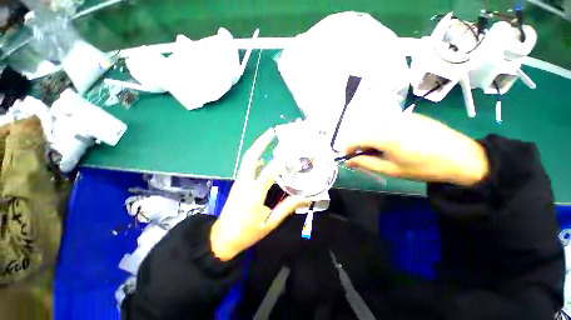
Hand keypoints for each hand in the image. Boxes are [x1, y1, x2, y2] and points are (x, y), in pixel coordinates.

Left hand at [210, 129, 309, 260]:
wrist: (222, 239)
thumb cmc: (247, 232)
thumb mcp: (270, 222)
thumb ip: (287, 207)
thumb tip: (305, 198)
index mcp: (253, 193)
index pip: (268, 172)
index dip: (280, 162)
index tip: (292, 154)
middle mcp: (245, 183)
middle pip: (251, 157)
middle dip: (261, 143)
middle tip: (271, 132)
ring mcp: (239, 182)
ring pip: (247, 159)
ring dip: (257, 147)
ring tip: (268, 138)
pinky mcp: (238, 184)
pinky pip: (247, 167)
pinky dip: (255, 158)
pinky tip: (263, 158)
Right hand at [344, 113, 488, 185]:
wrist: (462, 157)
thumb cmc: (424, 167)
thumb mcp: (390, 169)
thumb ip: (366, 163)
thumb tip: (348, 161)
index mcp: (385, 136)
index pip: (355, 138)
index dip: (348, 148)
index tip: (349, 157)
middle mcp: (389, 121)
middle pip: (363, 130)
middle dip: (359, 144)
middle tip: (366, 156)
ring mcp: (400, 116)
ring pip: (373, 125)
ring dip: (370, 137)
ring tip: (380, 150)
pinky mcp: (409, 115)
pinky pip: (386, 122)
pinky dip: (382, 131)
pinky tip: (394, 141)